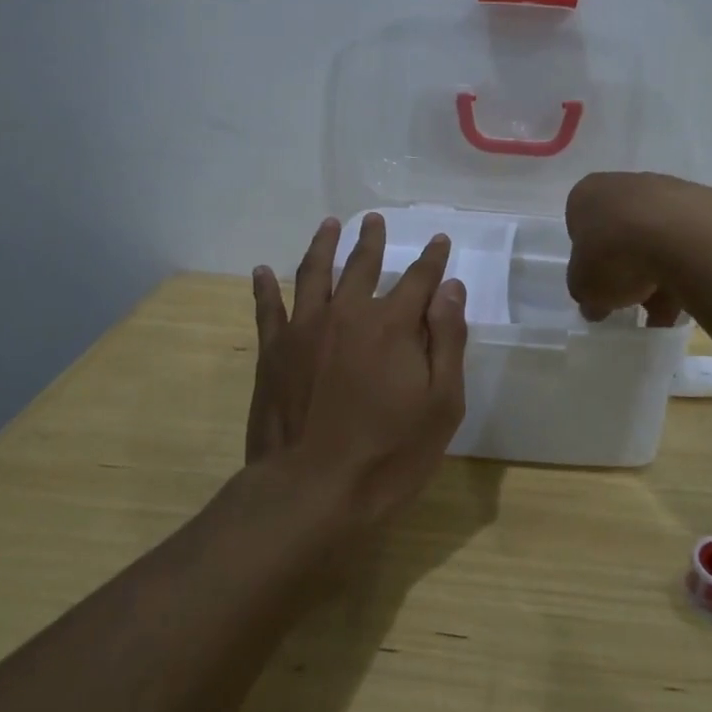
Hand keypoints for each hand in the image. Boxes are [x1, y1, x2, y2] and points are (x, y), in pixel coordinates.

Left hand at [247, 213, 468, 527]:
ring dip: (323, 245)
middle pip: (362, 265)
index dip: (432, 258)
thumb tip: (450, 289)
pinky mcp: (273, 352)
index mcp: (392, 325)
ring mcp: (304, 329)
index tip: (440, 240)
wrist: (311, 491)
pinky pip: (267, 308)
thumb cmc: (389, 453)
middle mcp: (347, 313)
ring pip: (314, 273)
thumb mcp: (441, 404)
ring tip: (330, 225)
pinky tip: (262, 271)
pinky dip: (264, 287)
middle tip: (374, 220)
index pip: (419, 279)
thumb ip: (447, 341)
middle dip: (372, 241)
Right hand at [565, 172, 711, 325]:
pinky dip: (687, 267)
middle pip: (622, 232)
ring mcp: (667, 189)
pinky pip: (688, 240)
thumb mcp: (585, 288)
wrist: (684, 237)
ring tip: (667, 312)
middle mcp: (624, 184)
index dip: (589, 260)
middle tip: (634, 300)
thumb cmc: (616, 256)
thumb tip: (595, 304)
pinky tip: (690, 296)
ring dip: (659, 273)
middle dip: (628, 268)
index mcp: (587, 195)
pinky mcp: (704, 202)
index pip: (580, 227)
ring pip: (657, 237)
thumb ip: (586, 294)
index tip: (600, 285)